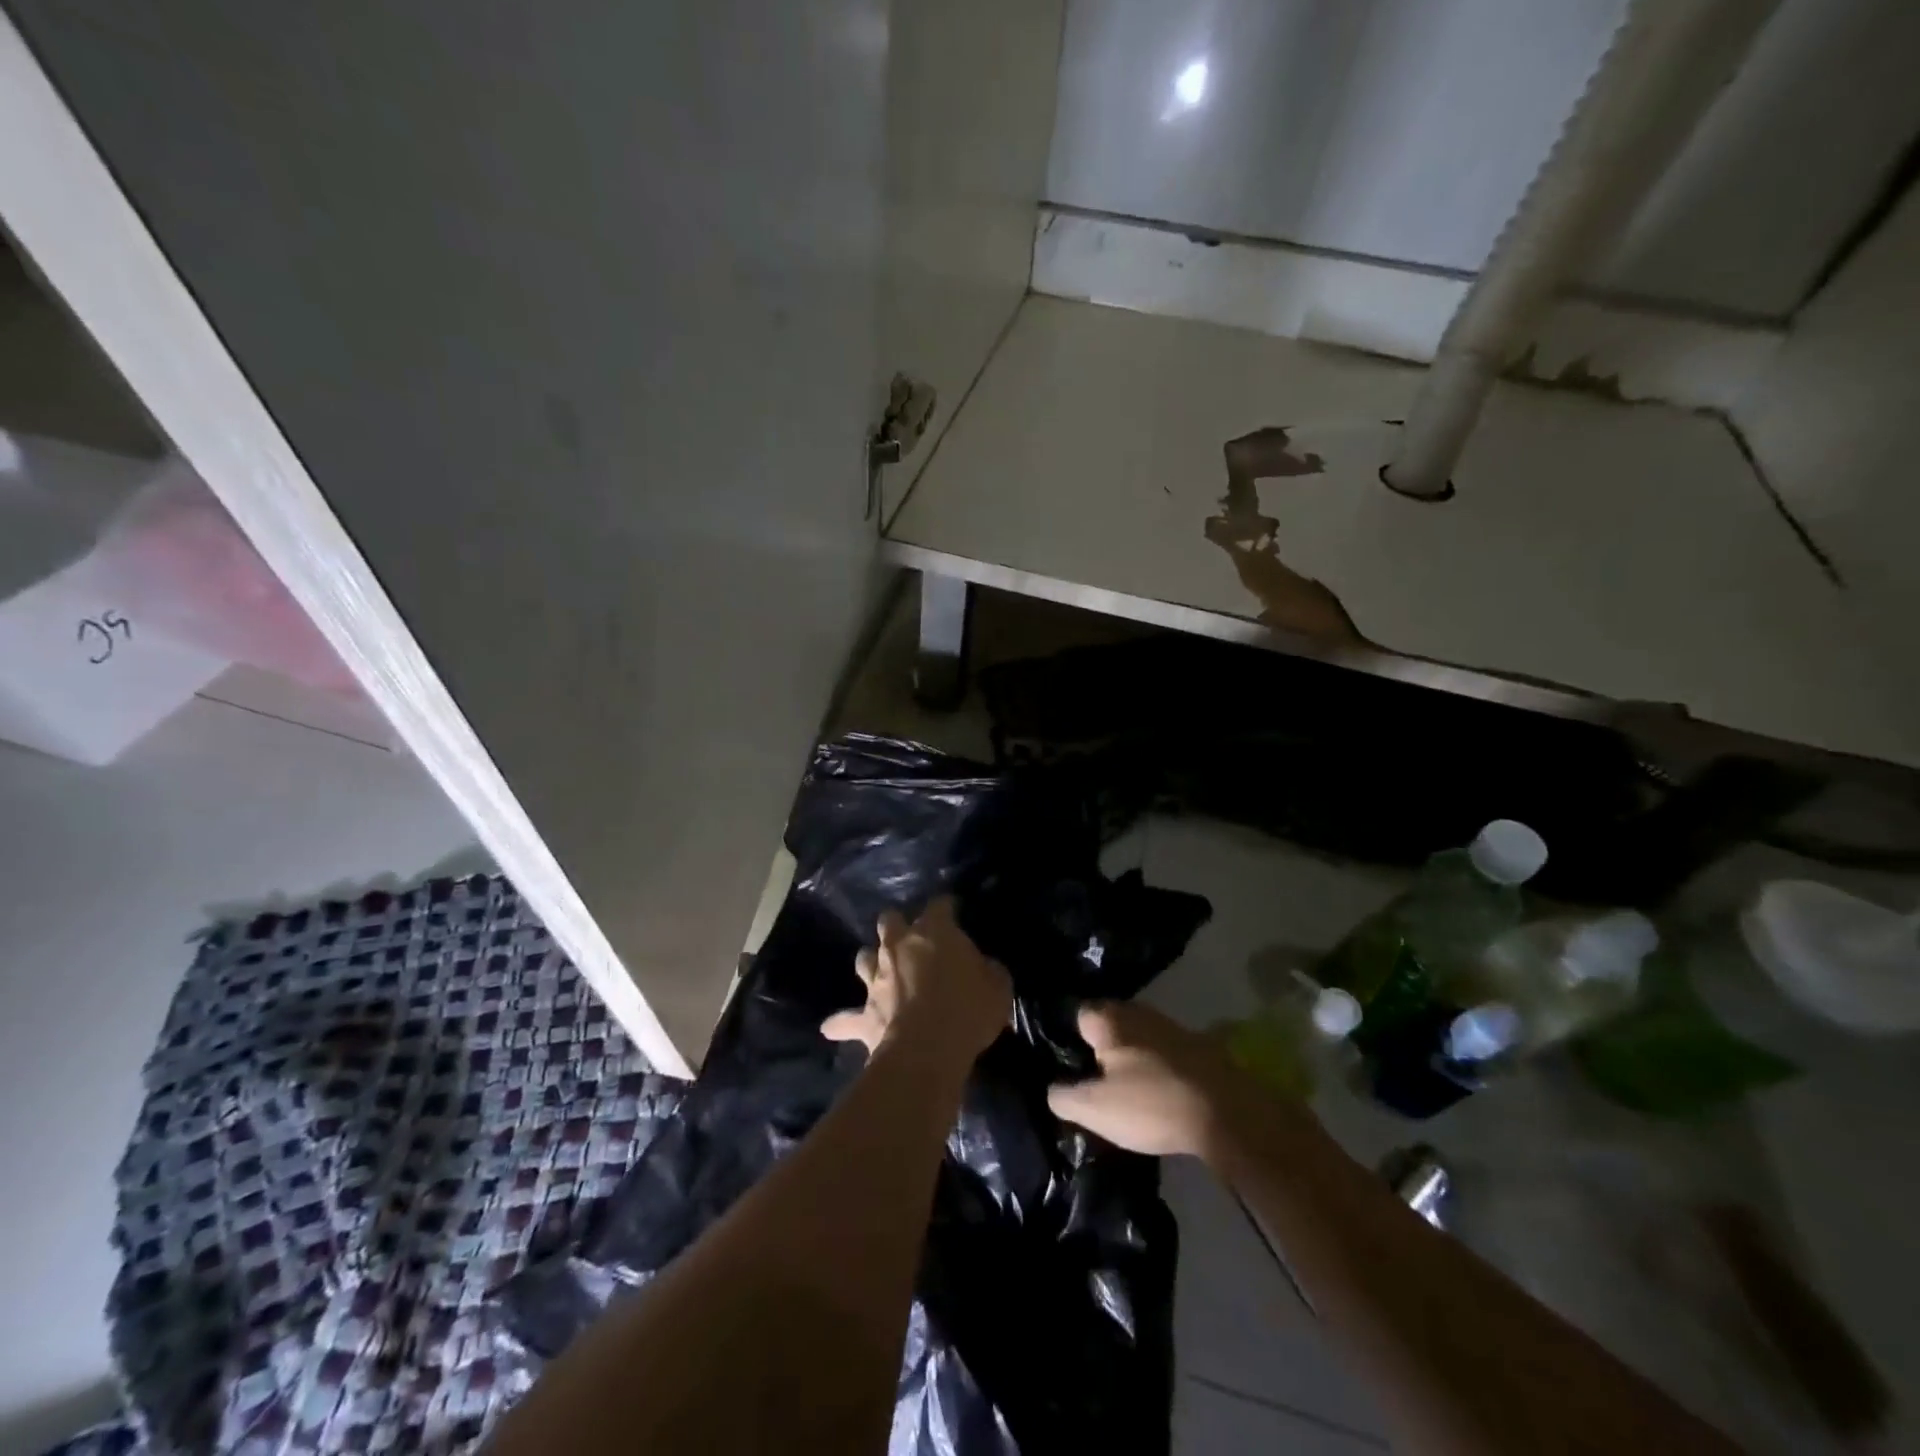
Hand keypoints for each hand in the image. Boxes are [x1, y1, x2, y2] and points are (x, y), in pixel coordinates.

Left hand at [821, 898, 1012, 1067]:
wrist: (927, 1051)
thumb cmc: (968, 1010)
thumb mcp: (998, 985)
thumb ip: (988, 969)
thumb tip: (982, 967)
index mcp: (934, 932)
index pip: (940, 905)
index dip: (947, 907)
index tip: (954, 911)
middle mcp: (898, 946)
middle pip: (889, 920)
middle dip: (897, 924)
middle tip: (911, 938)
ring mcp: (876, 978)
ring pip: (864, 957)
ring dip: (871, 962)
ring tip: (879, 971)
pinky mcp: (864, 1013)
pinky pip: (845, 1018)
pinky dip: (841, 1022)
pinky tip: (832, 1027)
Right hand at [1047, 1001, 1264, 1160]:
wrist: (1227, 1112)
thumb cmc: (1152, 1104)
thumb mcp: (1096, 1109)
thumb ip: (1064, 1096)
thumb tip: (1052, 1089)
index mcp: (1110, 1020)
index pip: (1079, 1015)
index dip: (1071, 1039)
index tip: (1070, 1066)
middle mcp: (1138, 1012)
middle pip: (1110, 1023)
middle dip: (1102, 1045)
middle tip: (1095, 1079)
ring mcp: (1171, 1026)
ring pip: (1139, 1036)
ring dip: (1132, 1055)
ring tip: (1126, 1087)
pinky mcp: (1198, 1045)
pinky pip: (1164, 1050)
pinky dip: (1158, 1065)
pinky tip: (1158, 1090)